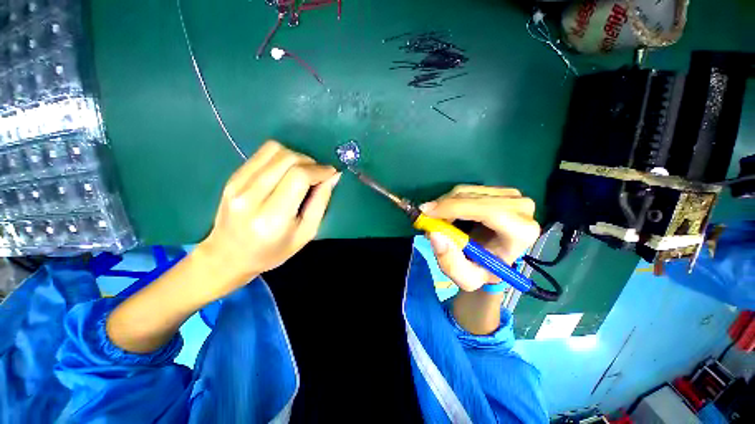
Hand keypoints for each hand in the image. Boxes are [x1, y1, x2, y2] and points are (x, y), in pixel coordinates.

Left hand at [197, 141, 339, 291]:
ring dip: (296, 156)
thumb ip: (320, 202)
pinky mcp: (232, 177)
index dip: (319, 170)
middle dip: (310, 162)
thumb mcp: (306, 233)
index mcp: (272, 218)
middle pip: (287, 159)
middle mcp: (251, 197)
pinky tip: (286, 171)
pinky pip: (262, 153)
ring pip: (274, 150)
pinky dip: (281, 157)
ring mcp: (237, 184)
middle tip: (318, 174)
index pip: (298, 177)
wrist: (228, 255)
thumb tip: (333, 175)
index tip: (331, 173)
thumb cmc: (273, 250)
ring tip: (303, 171)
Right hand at [421, 185, 540, 291]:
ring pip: (467, 191)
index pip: (488, 211)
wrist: (493, 259)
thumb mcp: (465, 278)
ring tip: (437, 221)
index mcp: (521, 233)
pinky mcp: (499, 191)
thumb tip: (434, 233)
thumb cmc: (482, 270)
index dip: (455, 208)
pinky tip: (447, 215)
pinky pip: (467, 190)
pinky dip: (450, 200)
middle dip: (444, 206)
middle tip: (426, 218)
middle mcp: (522, 209)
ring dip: (445, 204)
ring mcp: (511, 196)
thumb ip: (450, 262)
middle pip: (474, 197)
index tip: (427, 213)